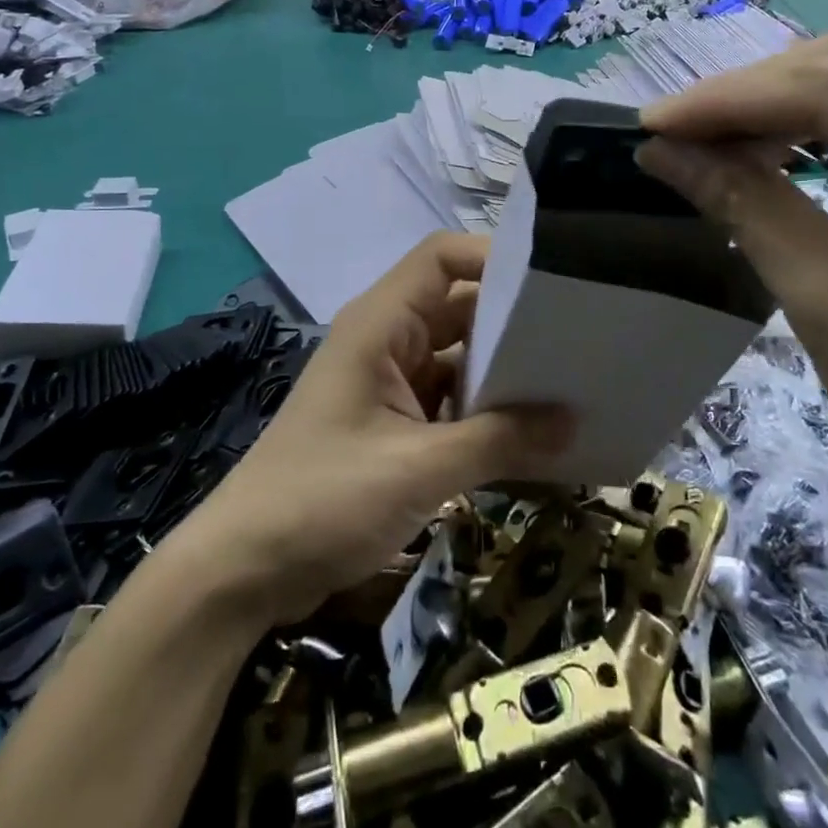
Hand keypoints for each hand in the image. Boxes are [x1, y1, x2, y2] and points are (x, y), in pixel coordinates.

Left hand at [175, 234, 573, 626]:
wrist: (245, 570)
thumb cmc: (322, 500)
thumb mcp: (418, 469)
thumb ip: (499, 440)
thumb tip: (573, 421)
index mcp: (381, 324)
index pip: (442, 258)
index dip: (494, 257)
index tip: (553, 283)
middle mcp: (387, 340)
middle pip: (460, 307)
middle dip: (514, 322)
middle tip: (582, 339)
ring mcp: (389, 383)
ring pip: (459, 358)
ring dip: (504, 374)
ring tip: (571, 387)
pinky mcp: (392, 424)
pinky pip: (450, 401)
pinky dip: (486, 414)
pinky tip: (531, 437)